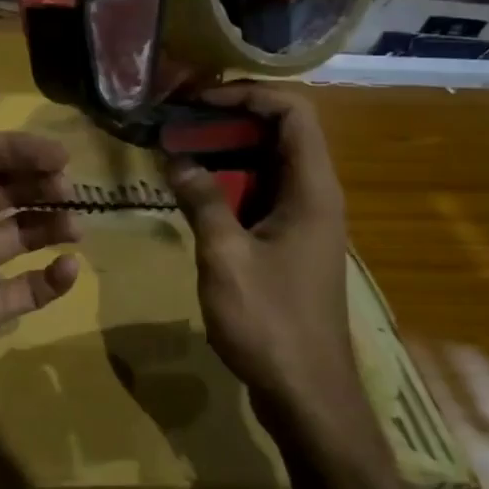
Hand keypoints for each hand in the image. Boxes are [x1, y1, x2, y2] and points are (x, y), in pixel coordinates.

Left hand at [0, 69, 81, 419]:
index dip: (18, 150)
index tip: (58, 155)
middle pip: (5, 190)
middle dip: (38, 183)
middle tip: (68, 188)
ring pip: (21, 234)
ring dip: (51, 224)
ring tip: (75, 226)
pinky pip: (27, 289)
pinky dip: (51, 279)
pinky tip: (68, 269)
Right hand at [162, 84, 359, 423]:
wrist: (307, 394)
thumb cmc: (270, 323)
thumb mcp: (225, 257)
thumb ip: (202, 200)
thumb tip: (177, 158)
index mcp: (312, 190)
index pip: (293, 112)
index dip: (247, 94)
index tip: (197, 101)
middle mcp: (314, 196)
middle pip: (279, 132)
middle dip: (227, 119)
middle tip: (175, 121)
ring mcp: (303, 221)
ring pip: (266, 164)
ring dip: (223, 151)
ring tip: (175, 148)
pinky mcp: (287, 244)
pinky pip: (259, 195)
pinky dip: (226, 183)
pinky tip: (190, 192)